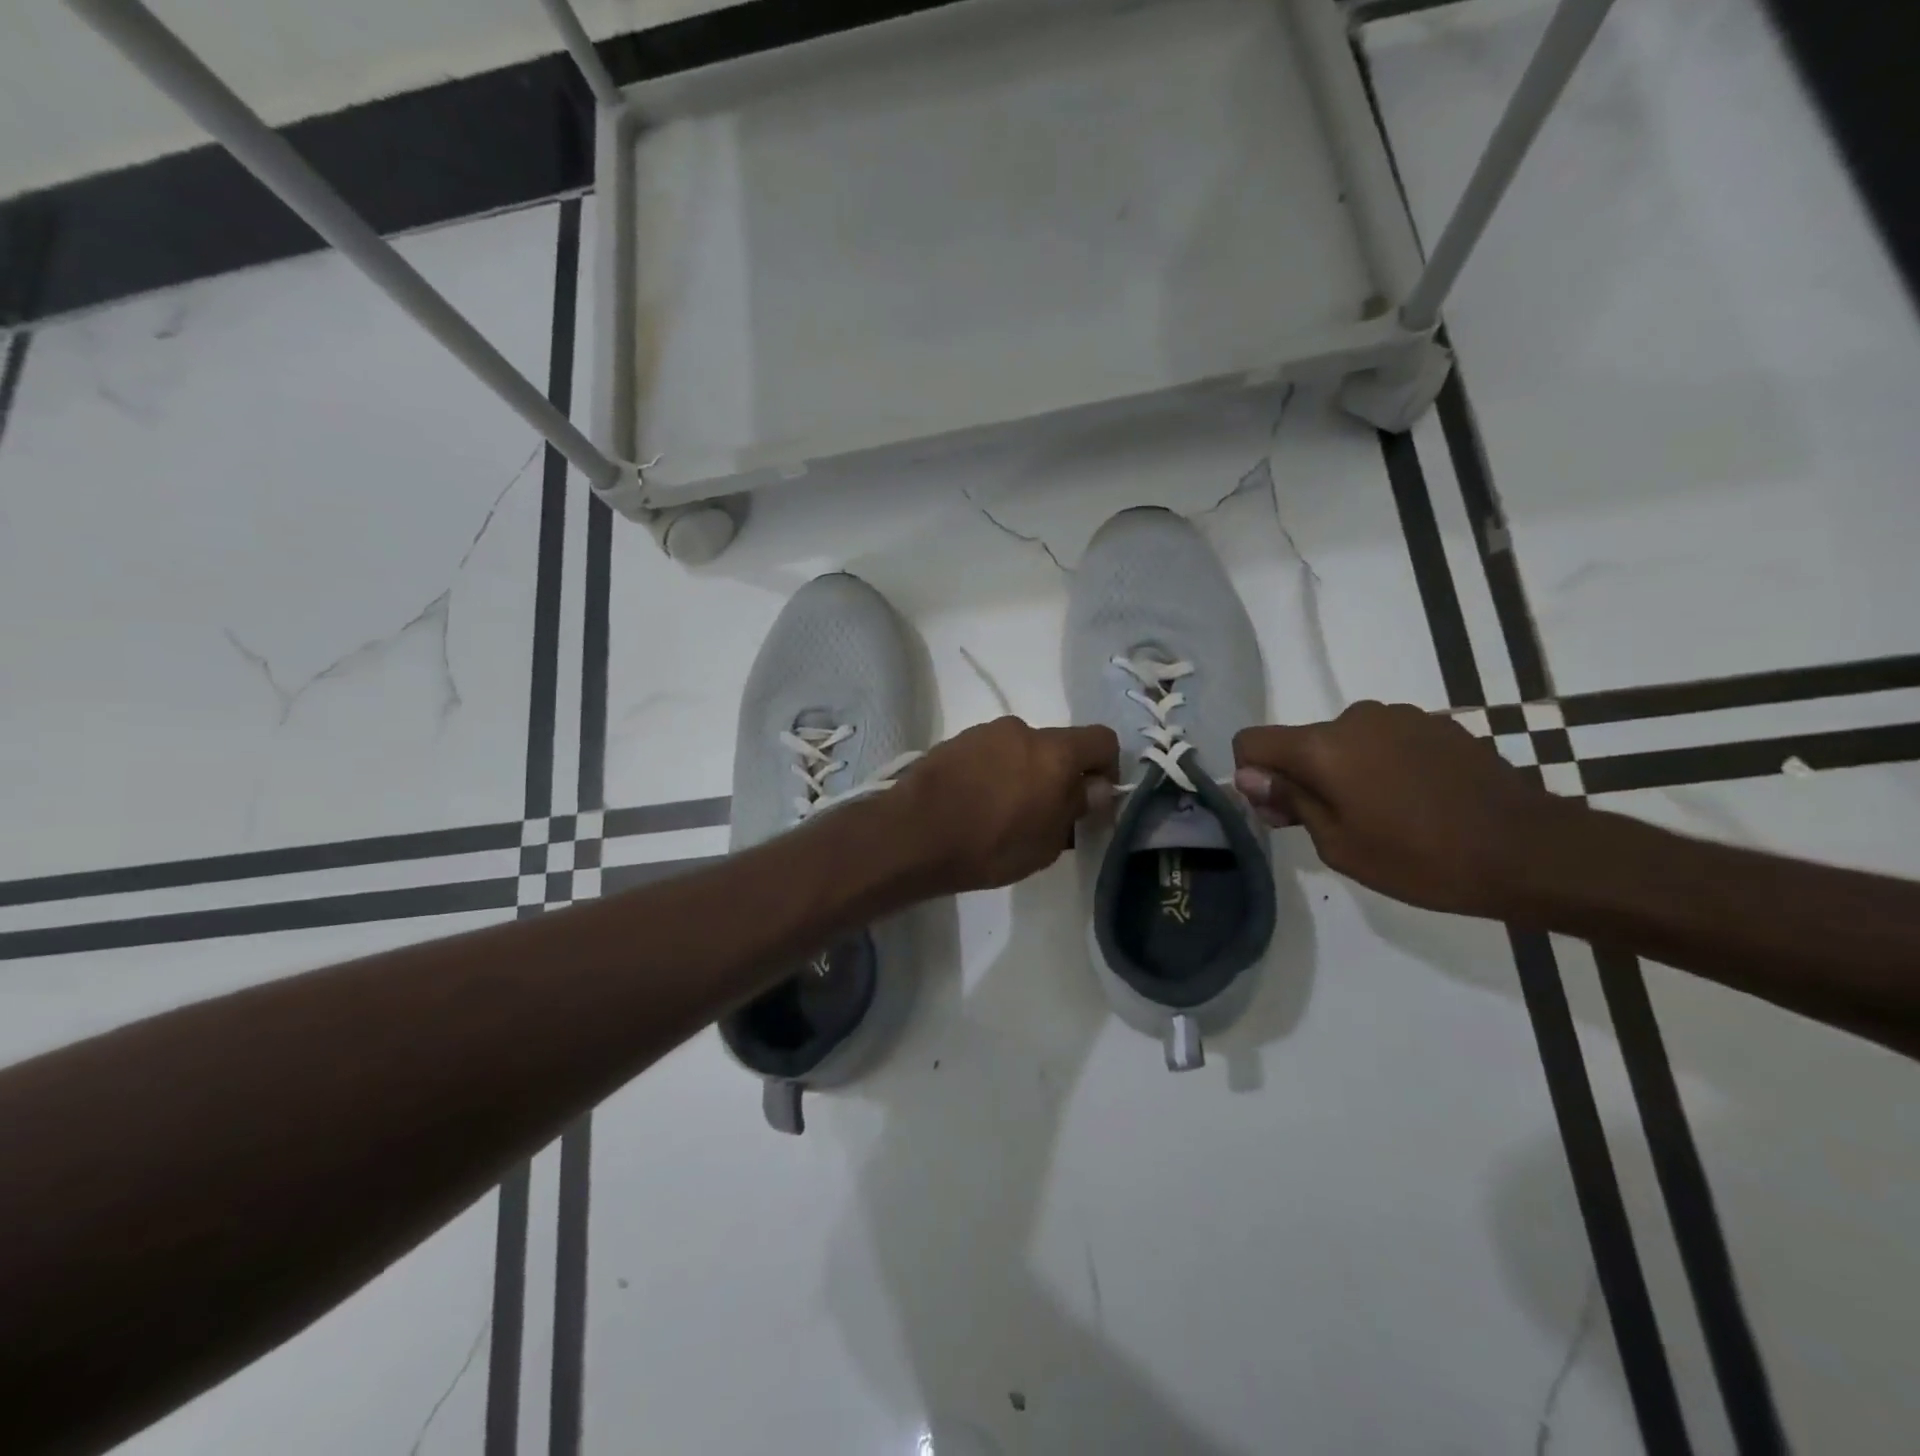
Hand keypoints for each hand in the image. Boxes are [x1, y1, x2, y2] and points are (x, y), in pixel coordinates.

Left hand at [887, 717, 1118, 896]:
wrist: (912, 834)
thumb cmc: (989, 845)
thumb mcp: (1046, 842)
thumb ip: (1076, 808)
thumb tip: (1095, 788)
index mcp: (1055, 751)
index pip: (1103, 740)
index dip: (1108, 769)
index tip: (1093, 800)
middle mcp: (1023, 730)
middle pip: (1058, 746)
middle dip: (1060, 775)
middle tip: (1046, 814)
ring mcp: (985, 732)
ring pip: (1022, 750)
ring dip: (1025, 773)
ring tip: (1004, 813)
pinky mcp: (956, 741)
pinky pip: (991, 753)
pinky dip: (994, 772)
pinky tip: (976, 804)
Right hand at [1233, 701, 1570, 918]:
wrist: (1531, 851)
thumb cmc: (1422, 859)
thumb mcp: (1339, 845)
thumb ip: (1290, 801)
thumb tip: (1250, 776)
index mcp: (1323, 746)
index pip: (1253, 741)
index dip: (1252, 775)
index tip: (1279, 811)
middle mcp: (1355, 718)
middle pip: (1301, 742)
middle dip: (1301, 777)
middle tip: (1331, 825)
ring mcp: (1401, 717)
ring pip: (1344, 741)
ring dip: (1344, 771)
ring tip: (1381, 815)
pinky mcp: (1438, 725)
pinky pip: (1385, 741)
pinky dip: (1382, 765)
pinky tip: (1415, 801)